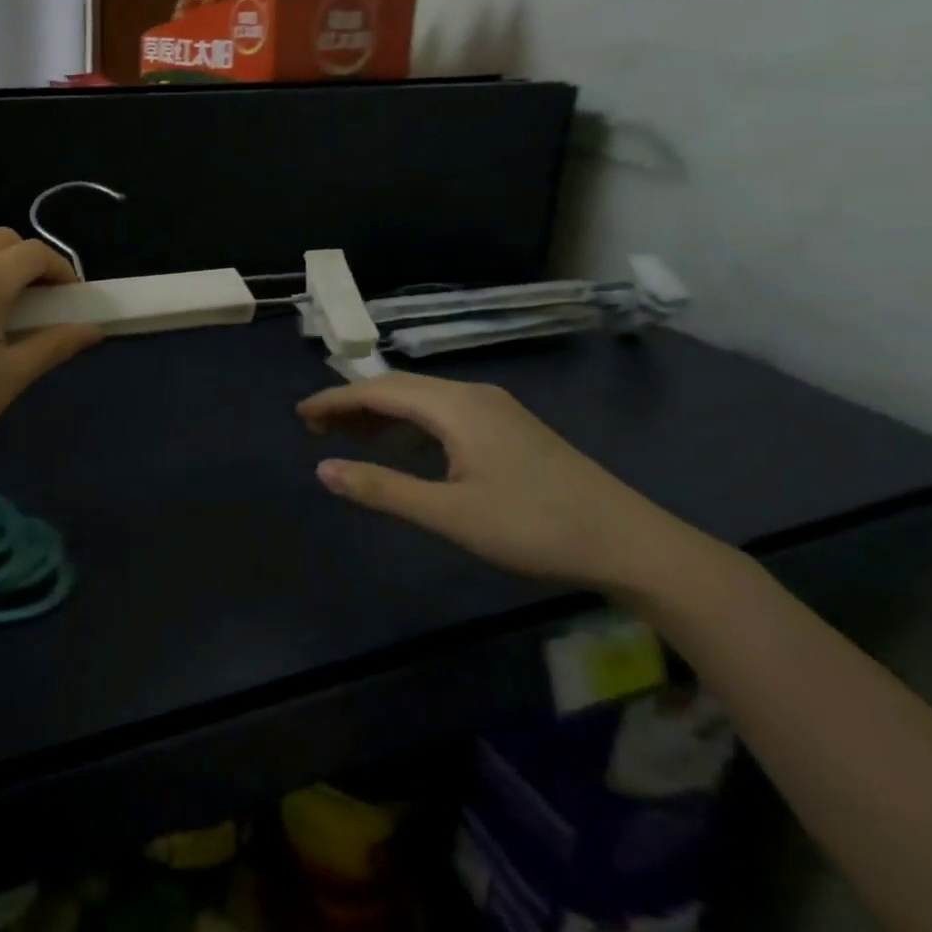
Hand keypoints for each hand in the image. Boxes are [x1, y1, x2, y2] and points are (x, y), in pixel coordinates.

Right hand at [298, 373, 697, 596]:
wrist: (630, 543)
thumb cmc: (534, 527)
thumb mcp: (450, 514)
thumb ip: (383, 489)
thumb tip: (323, 469)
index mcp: (455, 406)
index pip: (378, 390)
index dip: (335, 400)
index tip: (300, 415)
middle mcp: (472, 395)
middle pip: (398, 388)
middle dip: (352, 404)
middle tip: (315, 428)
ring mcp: (494, 410)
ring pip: (422, 400)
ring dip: (381, 415)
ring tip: (346, 437)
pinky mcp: (508, 428)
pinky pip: (443, 414)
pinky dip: (410, 425)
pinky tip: (402, 447)